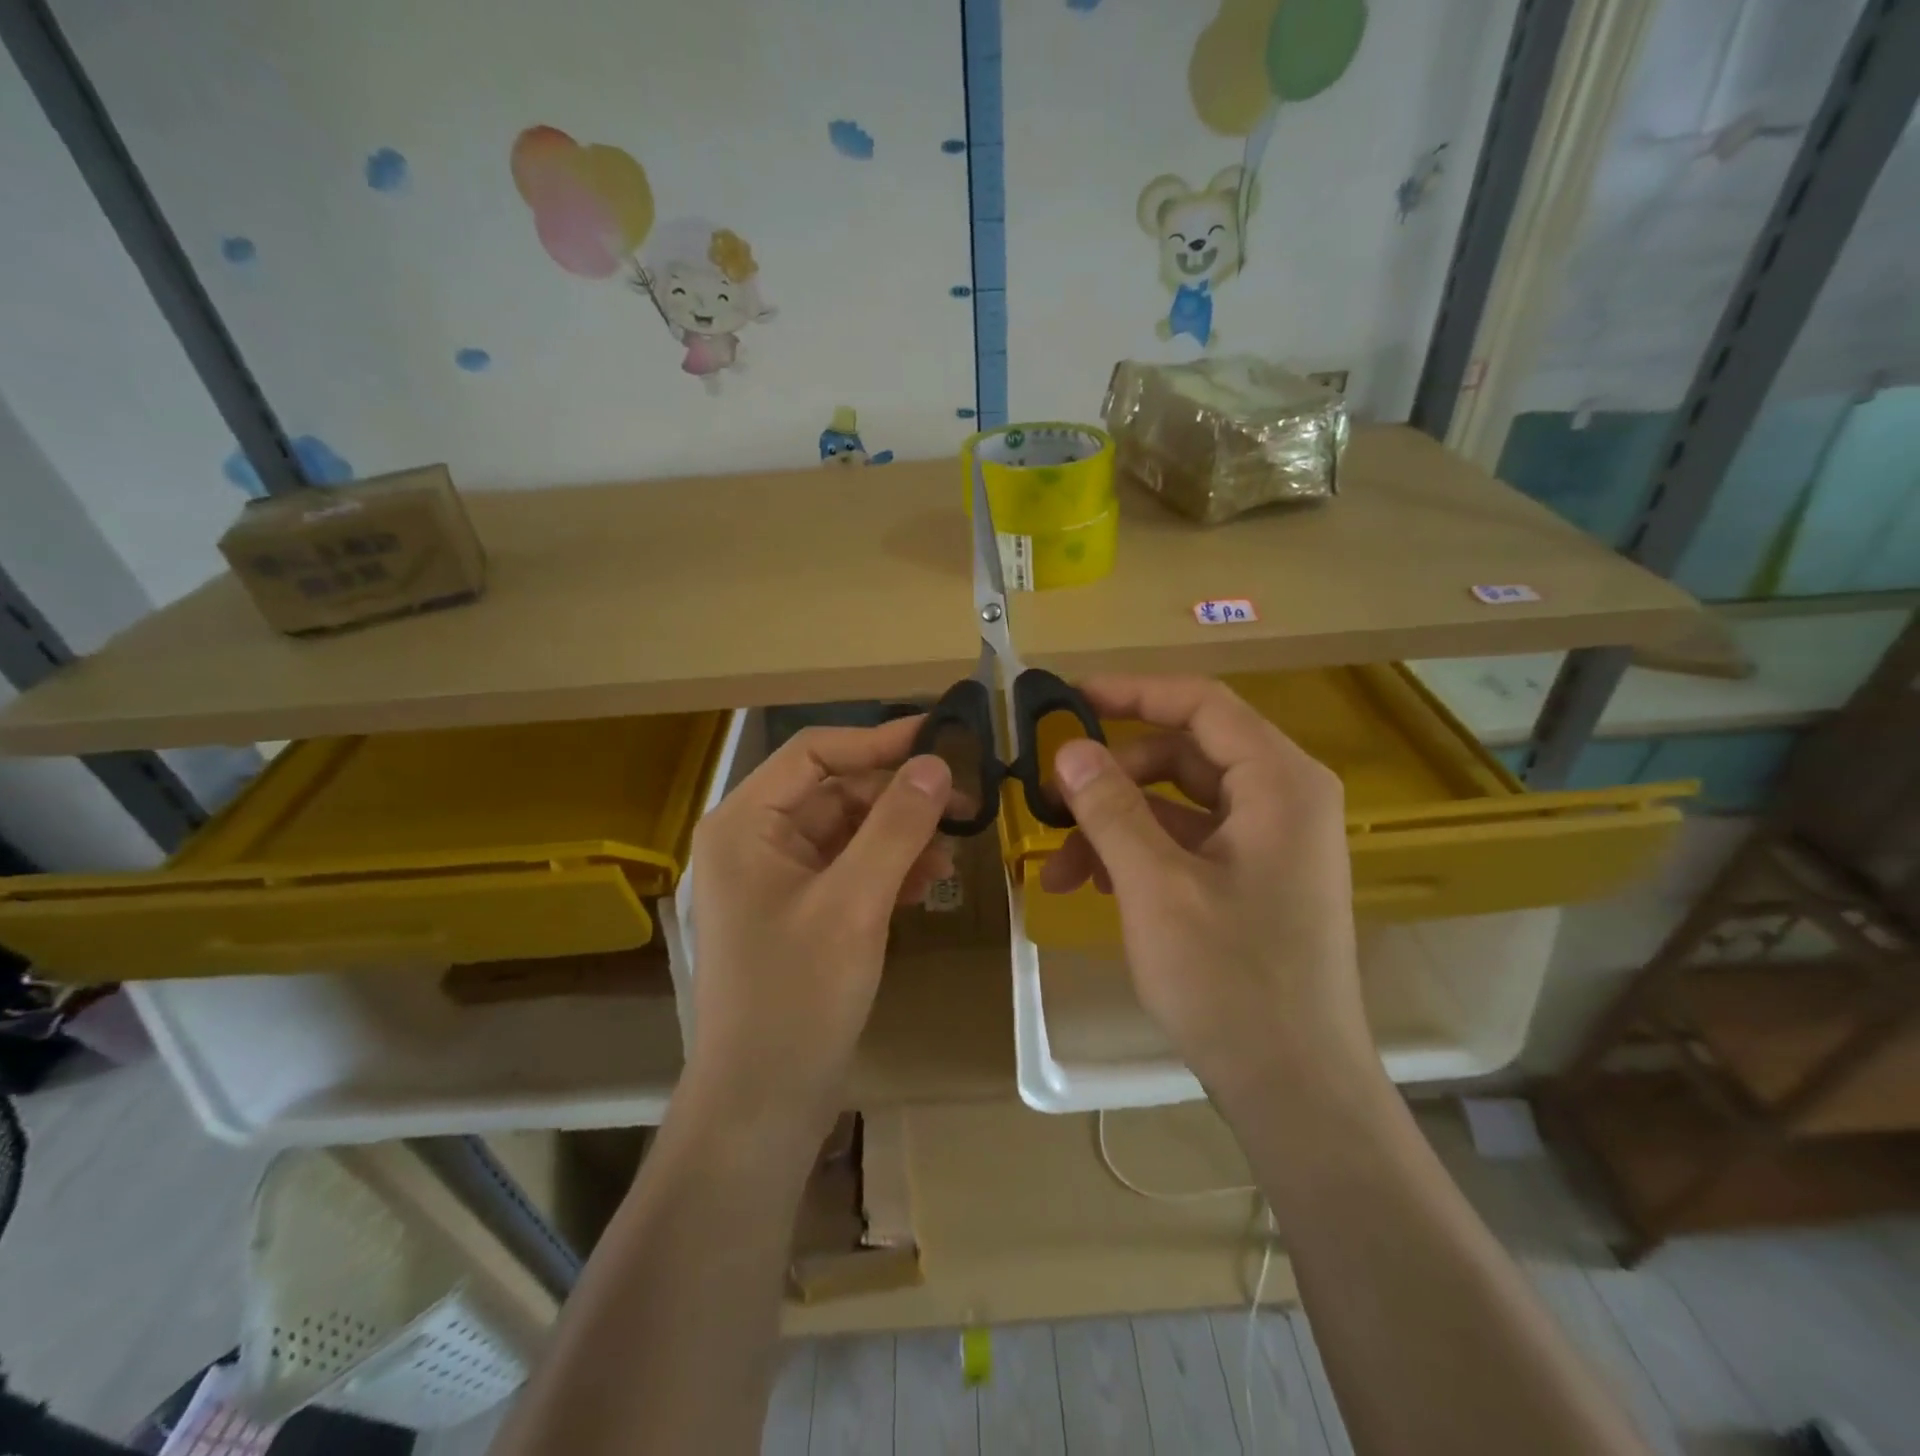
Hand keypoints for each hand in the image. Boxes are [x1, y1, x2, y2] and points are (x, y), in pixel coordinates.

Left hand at [686, 718, 952, 1129]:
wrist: (763, 1104)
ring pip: (849, 832)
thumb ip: (896, 826)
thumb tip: (936, 762)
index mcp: (745, 823)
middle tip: (964, 803)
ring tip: (951, 852)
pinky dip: (888, 869)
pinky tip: (926, 883)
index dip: (878, 740)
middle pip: (836, 791)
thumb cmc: (797, 997)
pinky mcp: (802, 912)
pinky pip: (850, 869)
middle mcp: (755, 840)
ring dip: (900, 835)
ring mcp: (778, 878)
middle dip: (898, 797)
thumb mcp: (854, 903)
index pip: (814, 752)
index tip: (941, 739)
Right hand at [1041, 676, 1374, 1100]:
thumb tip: (1069, 750)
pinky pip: (1187, 842)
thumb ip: (1111, 808)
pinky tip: (1093, 886)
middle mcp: (1283, 799)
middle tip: (1052, 803)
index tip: (1067, 700)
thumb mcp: (1156, 887)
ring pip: (1177, 804)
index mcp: (1280, 782)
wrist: (1296, 1090)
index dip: (1132, 693)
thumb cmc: (1231, 982)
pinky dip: (1139, 854)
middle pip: (1183, 755)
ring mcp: (1270, 841)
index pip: (1201, 704)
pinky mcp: (1254, 878)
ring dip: (1115, 826)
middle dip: (1112, 778)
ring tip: (1059, 871)